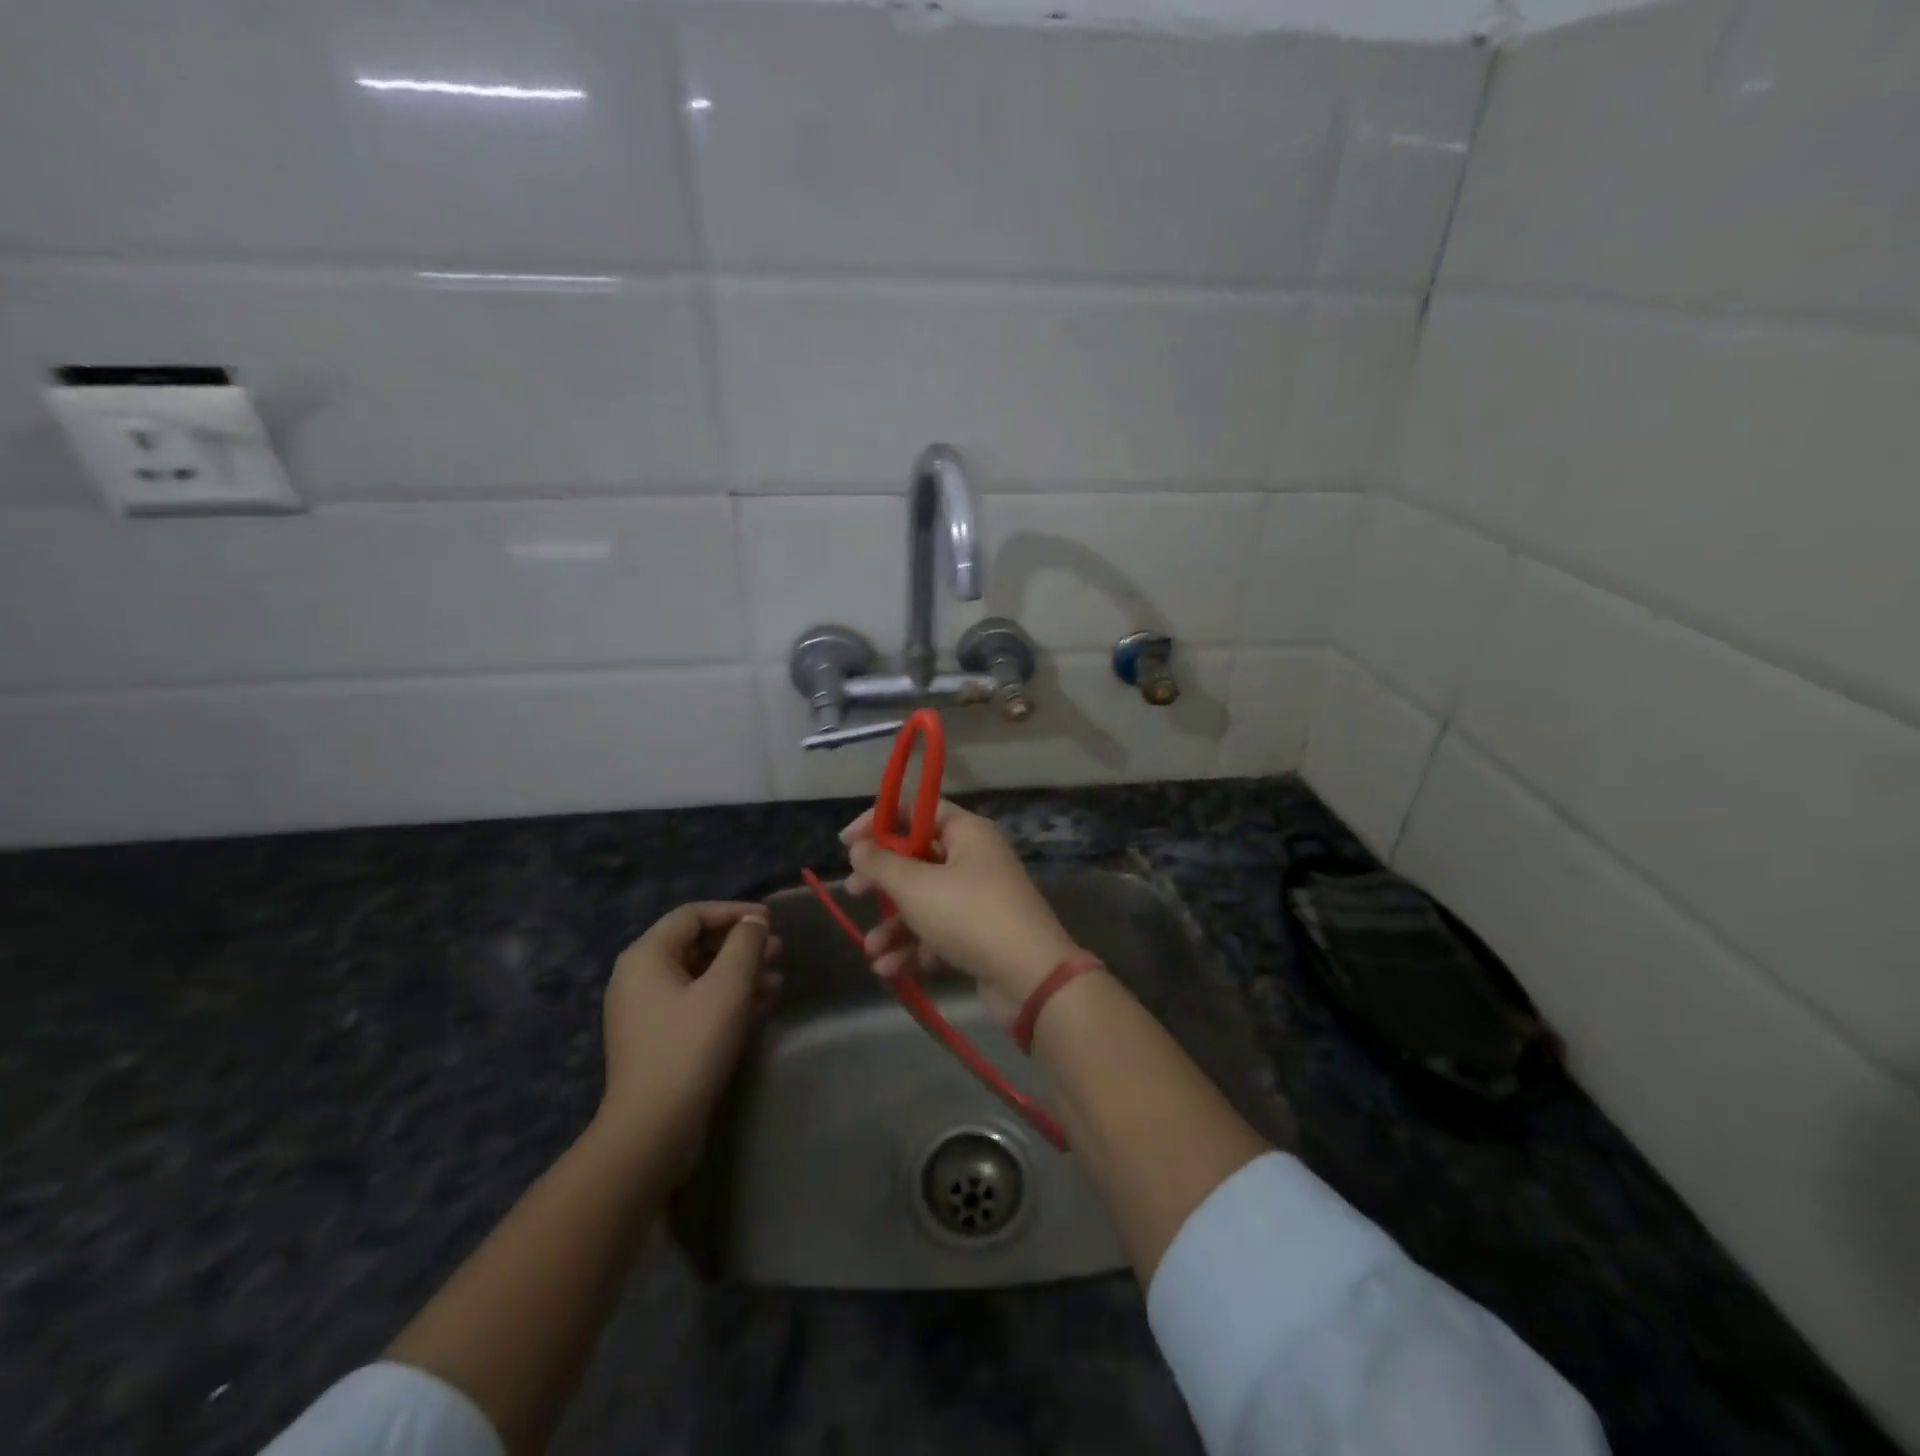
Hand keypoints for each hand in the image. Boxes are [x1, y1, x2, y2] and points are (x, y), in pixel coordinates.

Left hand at [599, 902, 781, 1168]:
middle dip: (741, 945)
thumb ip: (744, 944)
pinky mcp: (658, 1039)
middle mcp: (639, 977)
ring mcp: (646, 1011)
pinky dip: (727, 998)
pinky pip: (696, 1003)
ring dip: (739, 973)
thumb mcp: (728, 987)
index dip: (734, 911)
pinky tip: (760, 1006)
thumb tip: (754, 921)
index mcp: (646, 956)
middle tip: (778, 952)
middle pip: (696, 944)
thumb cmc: (691, 1046)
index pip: (693, 914)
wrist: (653, 1128)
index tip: (770, 920)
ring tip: (776, 981)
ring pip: (699, 976)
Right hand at [842, 800, 1078, 1024]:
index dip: (880, 821)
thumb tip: (859, 847)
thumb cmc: (969, 915)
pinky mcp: (981, 935)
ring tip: (870, 950)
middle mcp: (976, 859)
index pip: (919, 810)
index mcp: (968, 832)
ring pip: (926, 901)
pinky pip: (939, 932)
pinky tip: (890, 970)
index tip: (846, 842)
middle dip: (883, 880)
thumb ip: (881, 864)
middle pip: (918, 858)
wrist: (1030, 976)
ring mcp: (981, 898)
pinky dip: (915, 947)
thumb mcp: (916, 886)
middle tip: (853, 892)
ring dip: (894, 924)